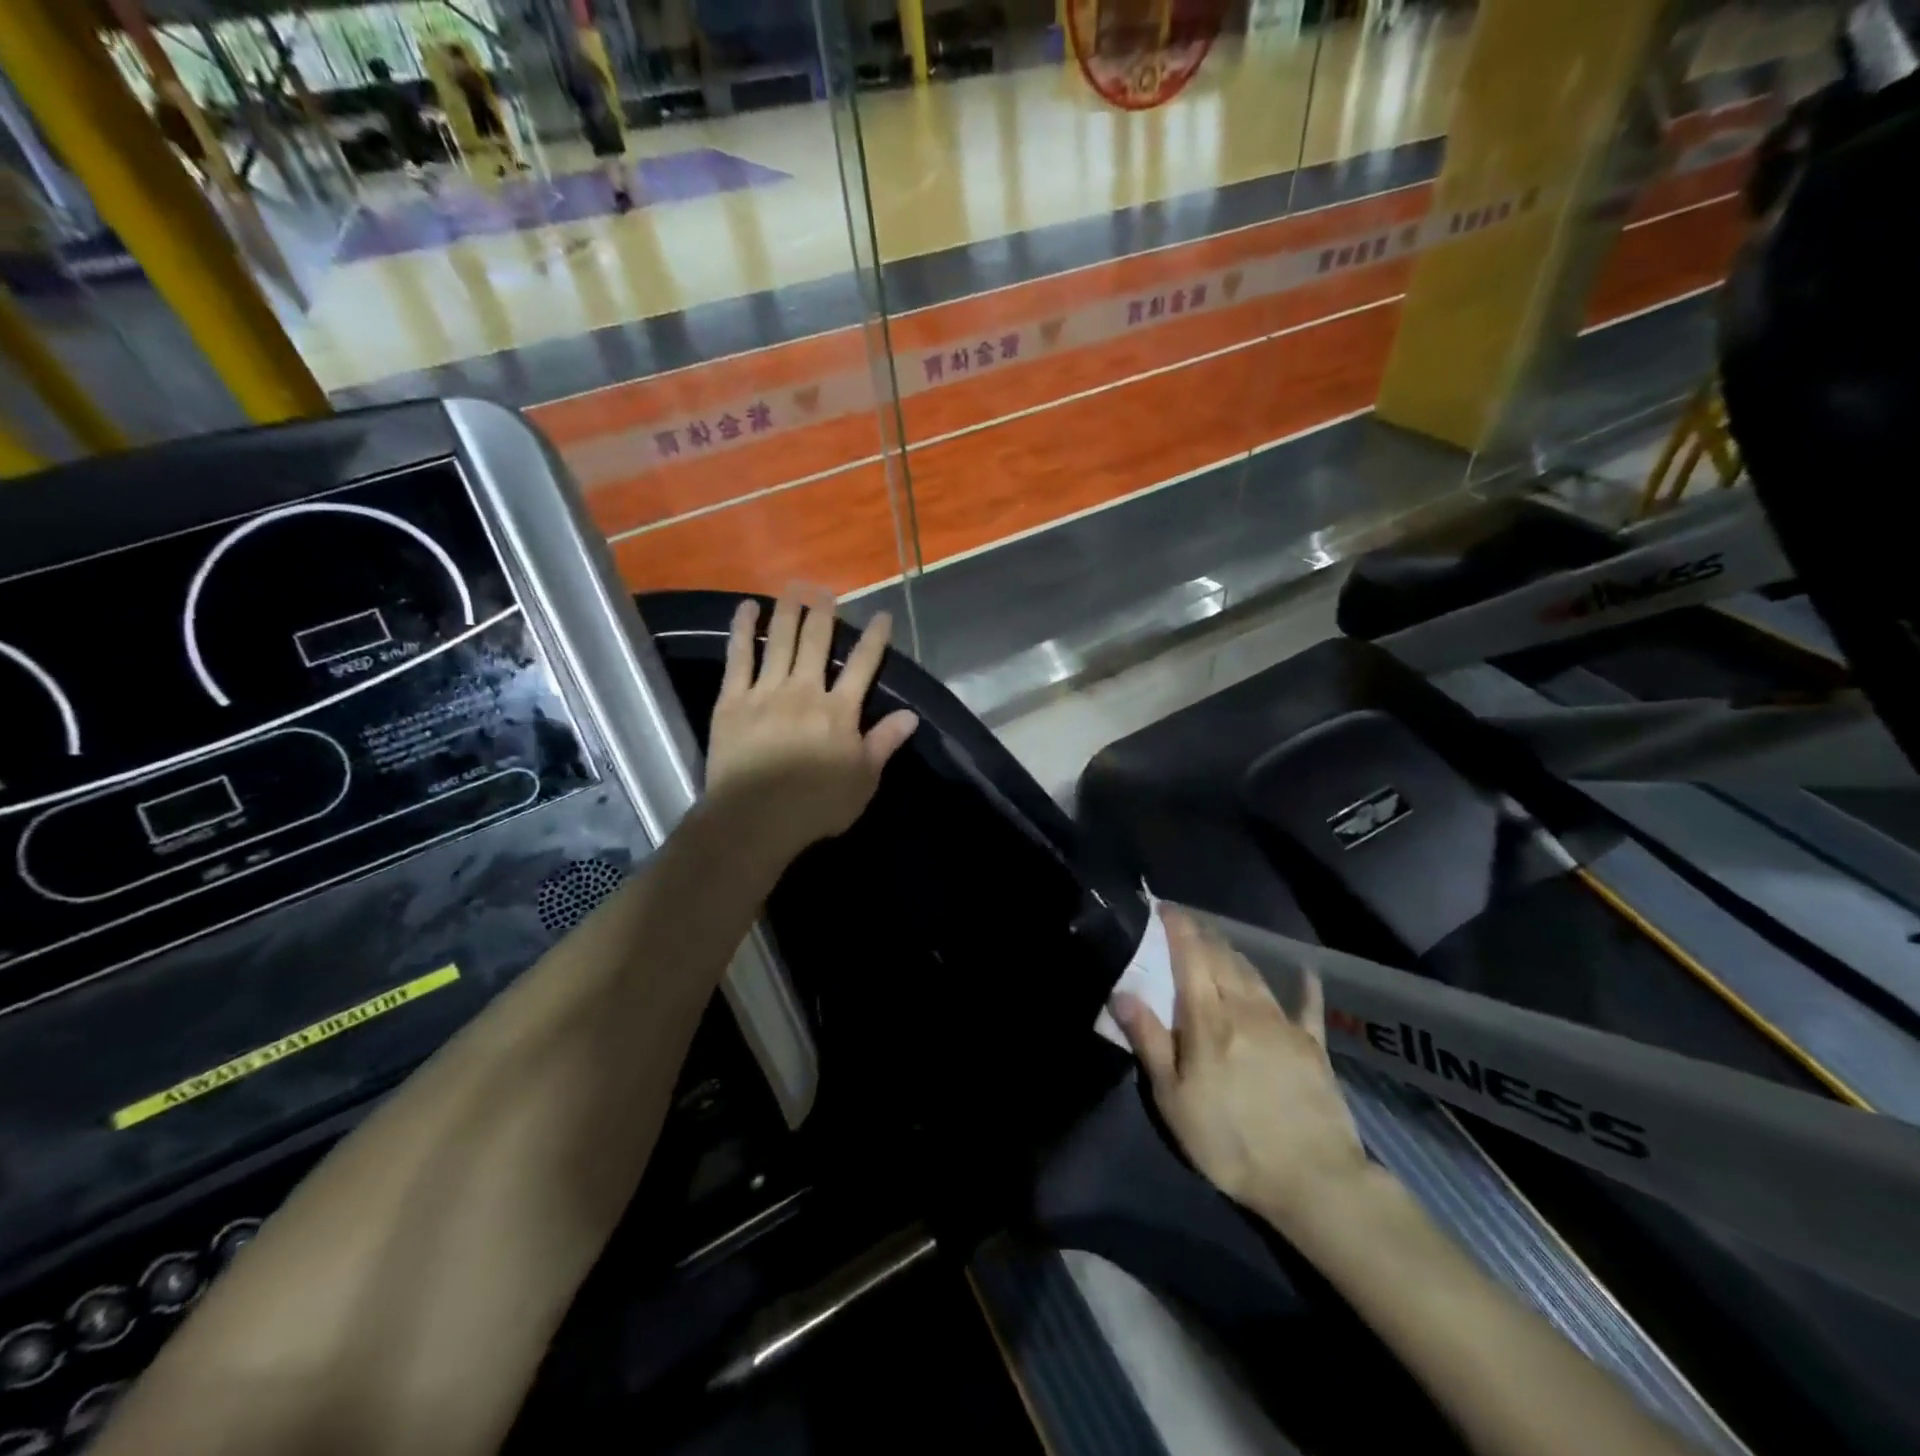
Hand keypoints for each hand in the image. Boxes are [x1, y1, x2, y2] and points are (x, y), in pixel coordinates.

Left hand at [706, 591, 918, 861]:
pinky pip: (739, 657)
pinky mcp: (733, 700)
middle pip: (817, 642)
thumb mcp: (863, 781)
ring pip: (781, 641)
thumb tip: (910, 715)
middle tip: (826, 590)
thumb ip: (883, 743)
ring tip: (794, 586)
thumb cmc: (815, 806)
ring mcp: (766, 692)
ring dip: (788, 610)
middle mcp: (805, 691)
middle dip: (824, 613)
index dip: (875, 639)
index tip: (882, 616)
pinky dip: (744, 630)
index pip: (863, 665)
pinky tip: (747, 608)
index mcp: (839, 711)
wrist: (754, 819)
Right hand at [1111, 907, 1370, 1229]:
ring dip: (1234, 953)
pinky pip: (1308, 1005)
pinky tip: (1306, 971)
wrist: (1314, 1180)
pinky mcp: (1313, 1046)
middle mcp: (1245, 1008)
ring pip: (1254, 974)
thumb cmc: (1229, 1140)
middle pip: (1222, 957)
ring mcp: (1283, 1024)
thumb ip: (1149, 1041)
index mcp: (1208, 1018)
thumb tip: (1121, 991)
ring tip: (1219, 942)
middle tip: (1185, 923)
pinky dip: (1304, 985)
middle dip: (1201, 934)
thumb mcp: (1174, 1099)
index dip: (1176, 927)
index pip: (1189, 956)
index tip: (1161, 907)